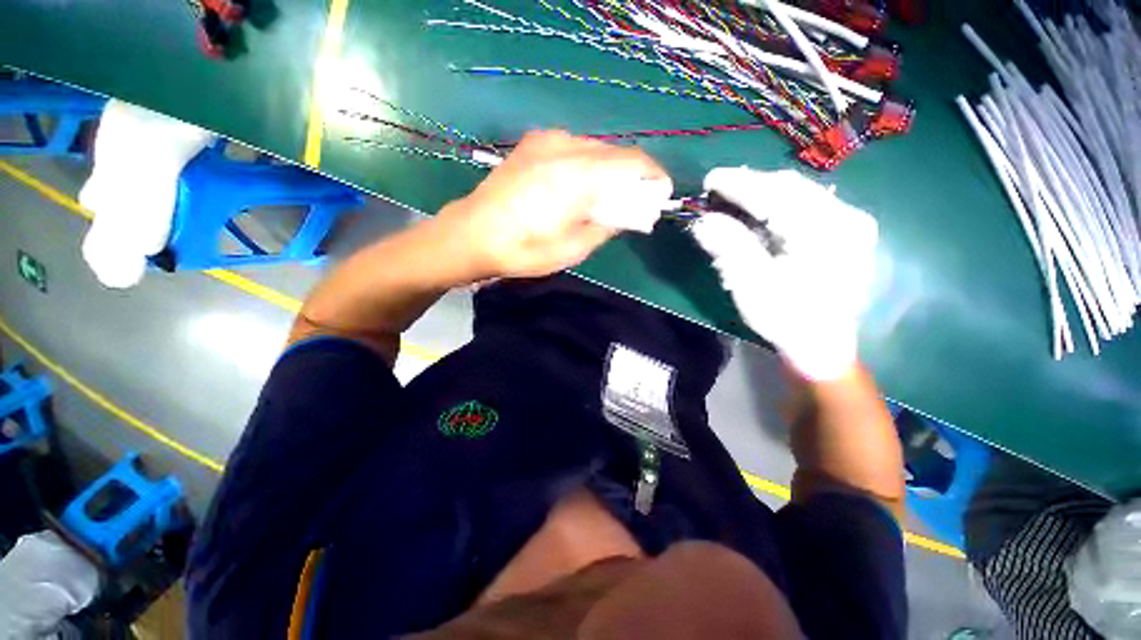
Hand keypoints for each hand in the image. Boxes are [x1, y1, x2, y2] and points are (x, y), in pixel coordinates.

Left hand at [434, 130, 671, 279]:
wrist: (472, 234)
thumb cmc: (524, 250)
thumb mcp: (573, 249)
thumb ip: (607, 225)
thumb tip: (626, 212)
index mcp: (578, 175)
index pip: (633, 162)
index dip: (653, 176)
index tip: (659, 195)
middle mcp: (566, 146)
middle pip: (616, 152)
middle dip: (631, 176)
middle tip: (631, 203)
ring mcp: (547, 140)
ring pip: (596, 148)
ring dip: (608, 170)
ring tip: (603, 197)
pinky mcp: (533, 143)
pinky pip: (575, 147)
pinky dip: (587, 164)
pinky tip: (576, 187)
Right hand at [690, 168, 877, 380]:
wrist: (823, 345)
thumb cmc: (787, 319)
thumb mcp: (752, 285)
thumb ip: (729, 248)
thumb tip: (703, 221)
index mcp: (824, 233)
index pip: (775, 194)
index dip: (739, 184)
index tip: (709, 181)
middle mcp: (845, 218)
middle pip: (790, 187)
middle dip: (750, 184)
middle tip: (717, 188)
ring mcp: (849, 222)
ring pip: (799, 192)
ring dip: (763, 192)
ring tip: (733, 197)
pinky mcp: (845, 230)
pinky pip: (806, 204)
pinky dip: (777, 203)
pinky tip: (758, 211)